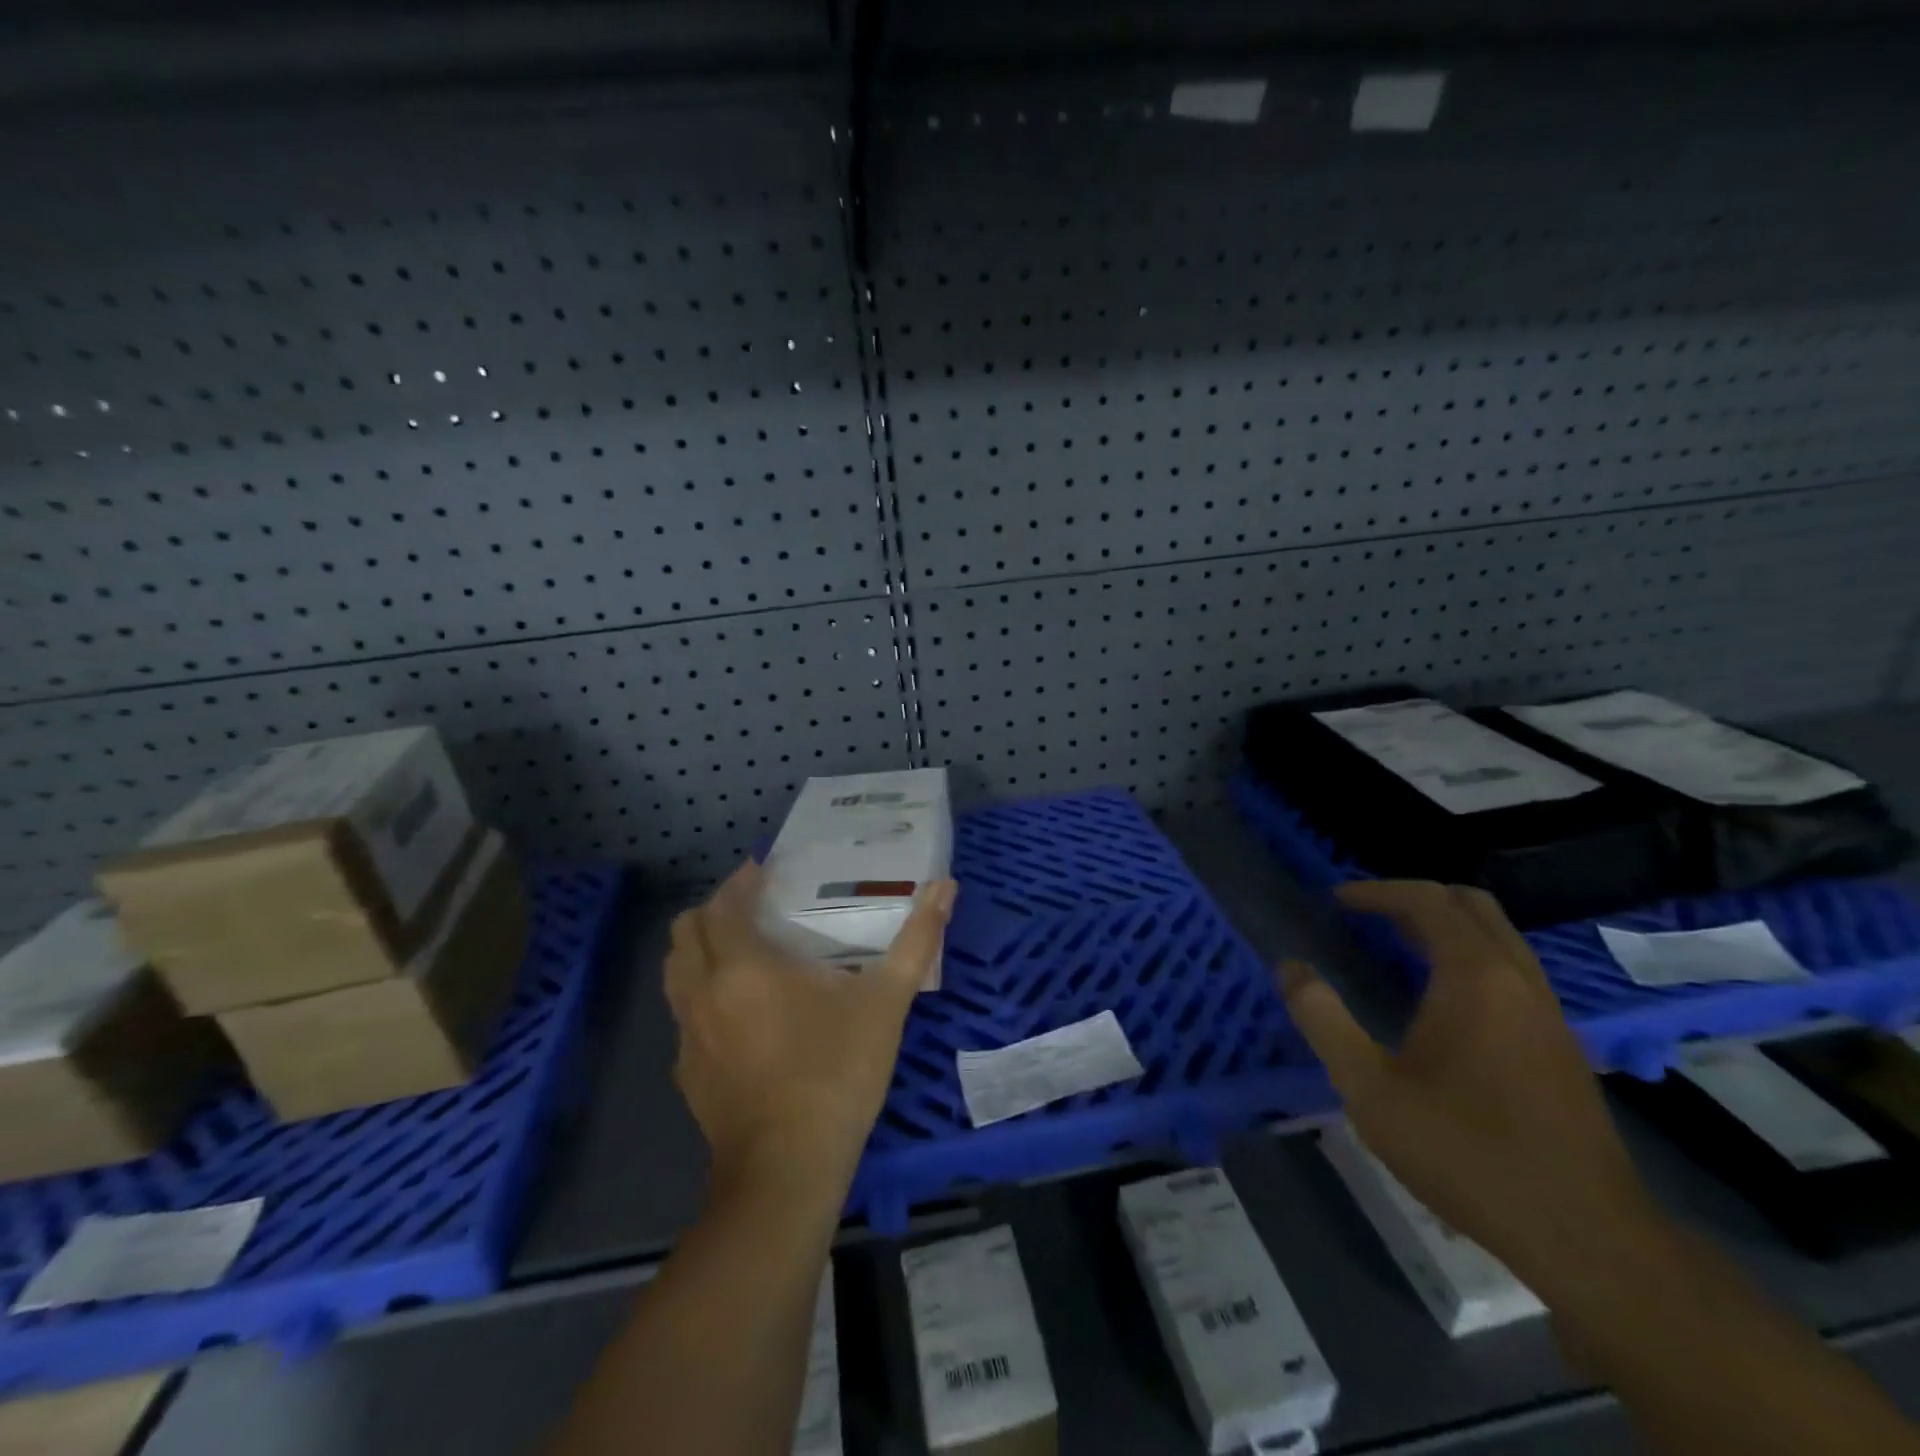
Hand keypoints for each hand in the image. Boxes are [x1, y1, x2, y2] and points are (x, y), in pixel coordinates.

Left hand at [666, 862, 956, 1194]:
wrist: (787, 1170)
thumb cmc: (837, 1072)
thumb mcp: (887, 1001)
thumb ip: (917, 939)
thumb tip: (946, 885)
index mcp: (743, 965)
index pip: (723, 904)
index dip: (740, 882)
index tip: (763, 872)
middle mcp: (703, 992)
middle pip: (685, 932)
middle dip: (714, 911)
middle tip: (753, 909)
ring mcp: (689, 1035)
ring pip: (676, 974)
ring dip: (699, 951)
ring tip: (741, 954)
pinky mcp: (687, 1074)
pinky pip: (683, 1016)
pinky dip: (702, 997)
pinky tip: (739, 1016)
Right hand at [1279, 881, 1661, 1299]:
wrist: (1588, 1237)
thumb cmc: (1468, 1153)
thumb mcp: (1371, 1090)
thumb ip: (1323, 1020)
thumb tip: (1290, 968)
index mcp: (1474, 977)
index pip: (1426, 900)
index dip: (1376, 891)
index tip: (1335, 900)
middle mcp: (1518, 979)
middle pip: (1471, 905)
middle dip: (1414, 898)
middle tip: (1367, 916)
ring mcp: (1549, 1012)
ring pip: (1499, 937)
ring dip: (1446, 927)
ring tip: (1396, 950)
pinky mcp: (1562, 1044)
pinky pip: (1512, 970)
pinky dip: (1471, 957)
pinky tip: (1442, 1002)